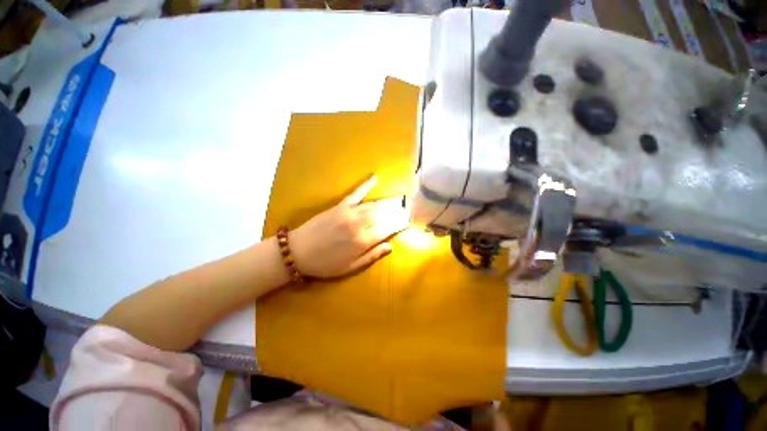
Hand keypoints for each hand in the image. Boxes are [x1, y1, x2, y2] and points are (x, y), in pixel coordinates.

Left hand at [290, 176, 408, 277]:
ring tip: (398, 200)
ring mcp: (349, 212)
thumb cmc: (326, 264)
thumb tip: (391, 246)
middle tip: (406, 209)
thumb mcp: (351, 267)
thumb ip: (372, 255)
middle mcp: (359, 224)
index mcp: (363, 241)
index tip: (407, 221)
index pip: (388, 229)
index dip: (399, 224)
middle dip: (396, 211)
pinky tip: (375, 177)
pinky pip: (355, 193)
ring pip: (374, 204)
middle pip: (383, 214)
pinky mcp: (339, 206)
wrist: (298, 251)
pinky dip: (366, 185)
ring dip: (388, 202)